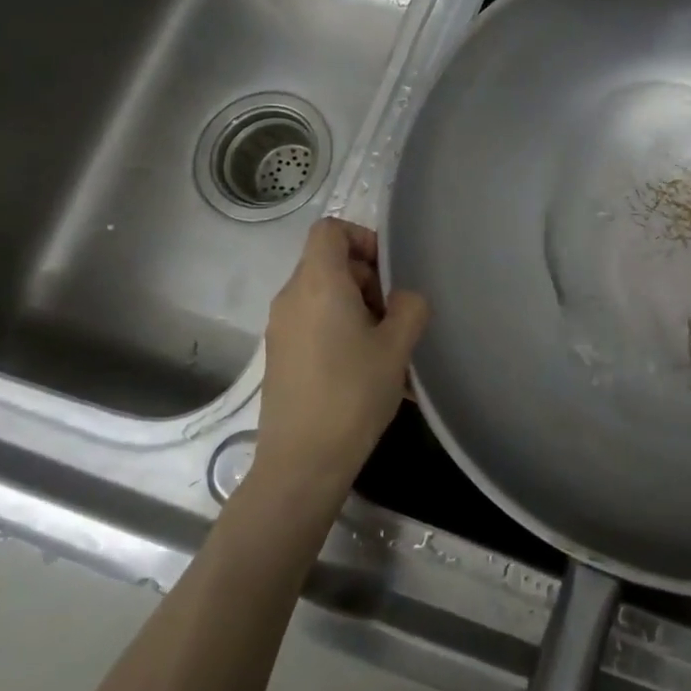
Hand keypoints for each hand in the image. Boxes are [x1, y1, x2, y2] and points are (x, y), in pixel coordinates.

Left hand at [257, 218, 428, 476]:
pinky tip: (365, 368)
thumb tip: (404, 299)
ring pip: (323, 295)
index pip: (330, 230)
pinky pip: (314, 322)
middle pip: (328, 262)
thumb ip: (410, 307)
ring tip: (384, 346)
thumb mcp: (397, 347)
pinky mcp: (280, 355)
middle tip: (394, 315)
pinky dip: (340, 329)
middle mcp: (291, 297)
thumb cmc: (353, 394)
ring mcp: (281, 328)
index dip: (363, 238)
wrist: (302, 461)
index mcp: (318, 284)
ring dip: (357, 307)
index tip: (388, 272)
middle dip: (367, 279)